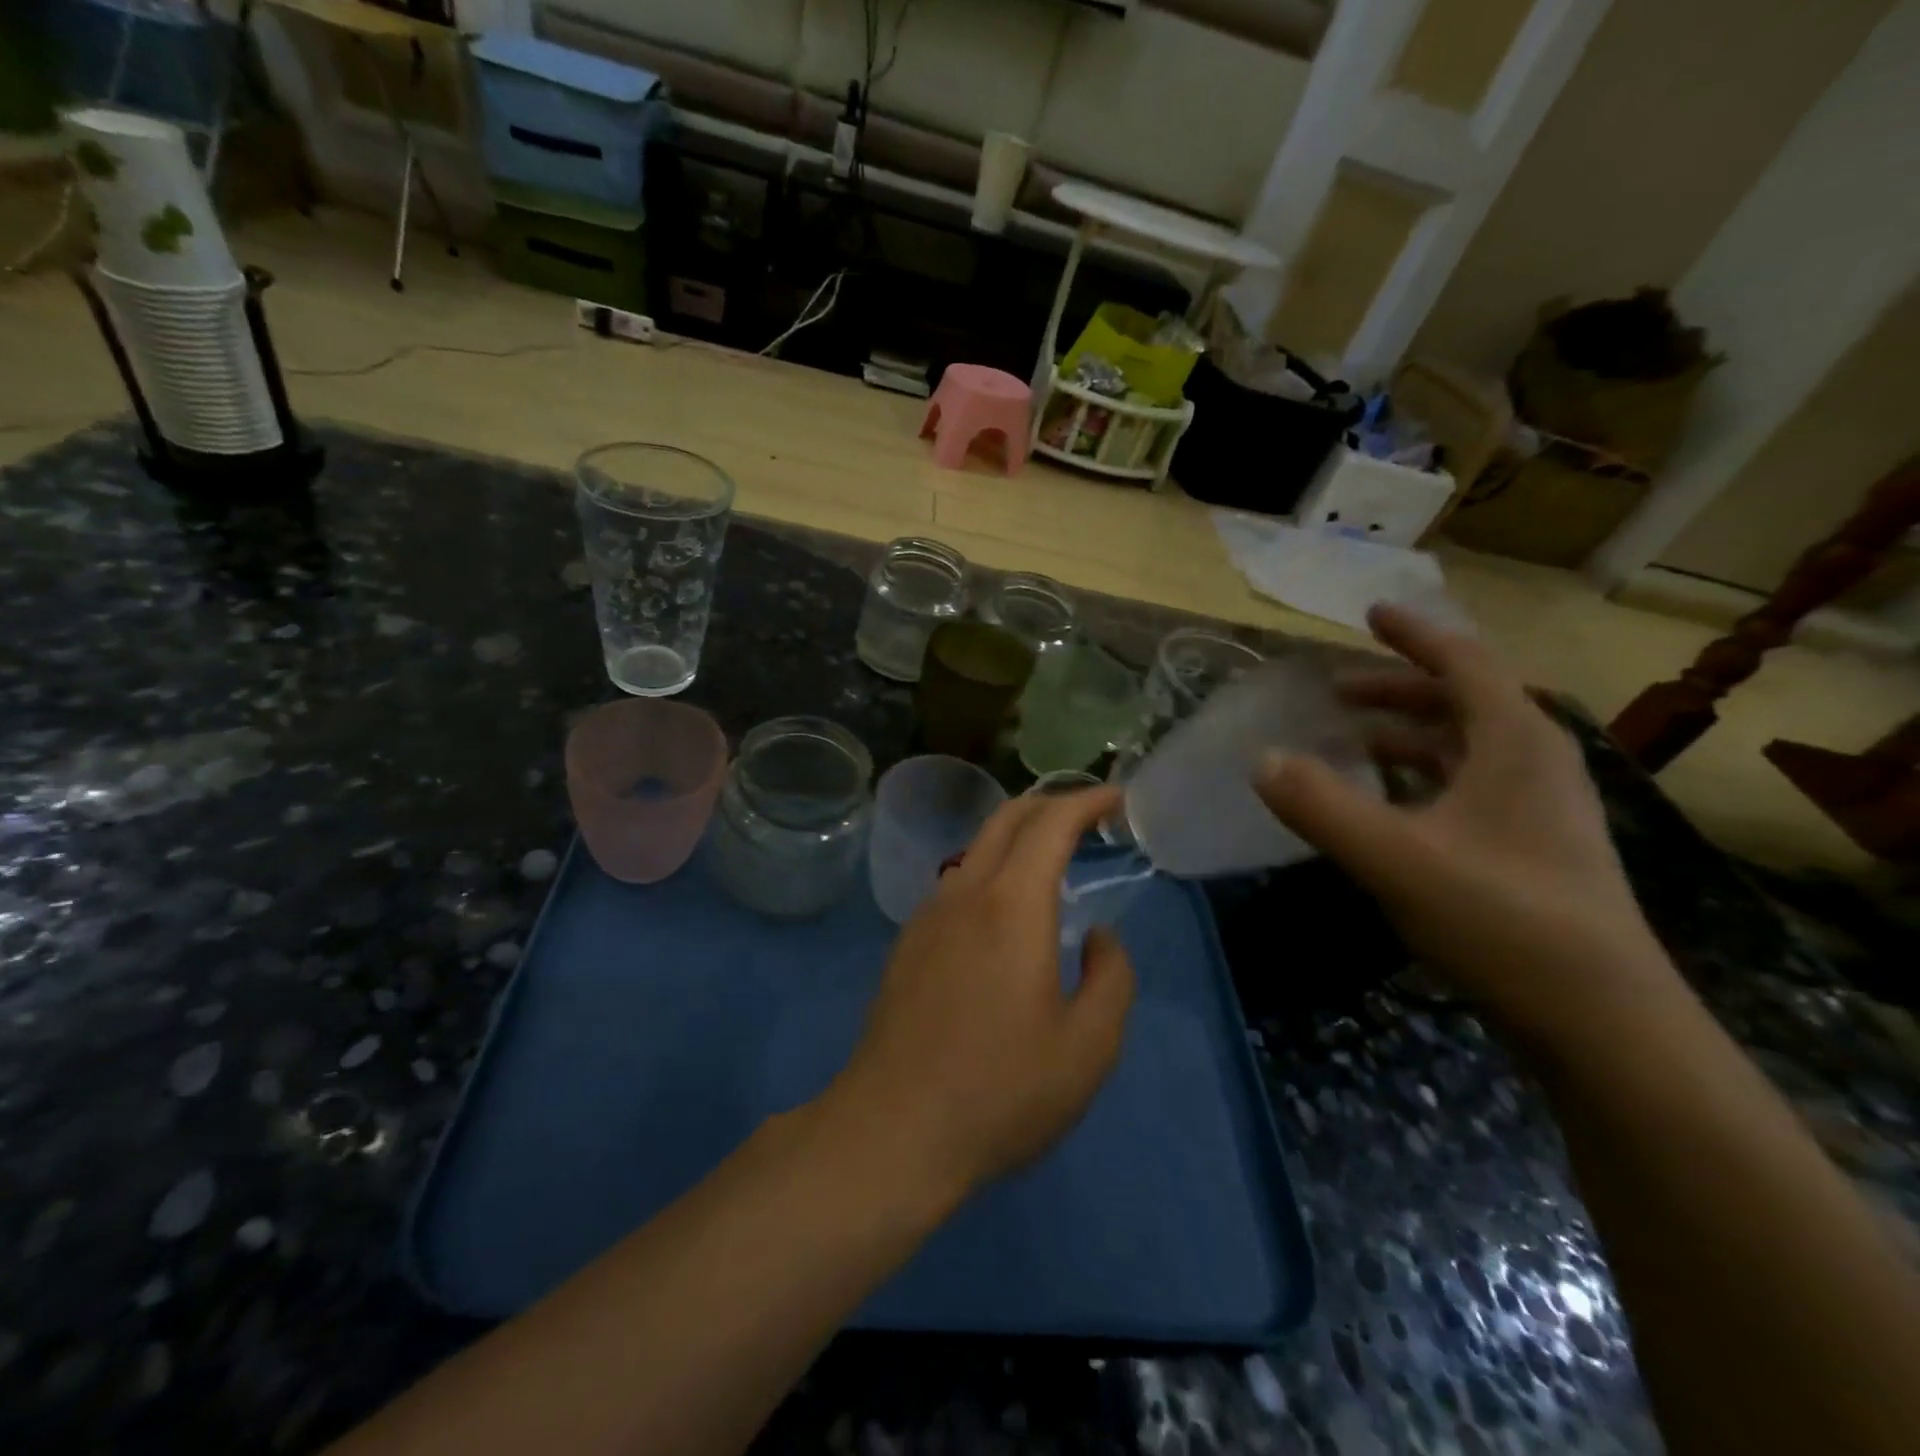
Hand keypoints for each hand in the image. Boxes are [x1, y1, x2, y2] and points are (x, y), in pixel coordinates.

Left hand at [826, 788, 1135, 1200]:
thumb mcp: (1088, 1047)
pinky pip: (957, 882)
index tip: (1116, 798)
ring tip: (1052, 860)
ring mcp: (929, 914)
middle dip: (1050, 803)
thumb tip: (1099, 937)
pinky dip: (991, 869)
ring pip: (977, 848)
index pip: (1050, 823)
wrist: (894, 1128)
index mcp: (1012, 905)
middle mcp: (965, 892)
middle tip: (1088, 816)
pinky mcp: (908, 942)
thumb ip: (1112, 978)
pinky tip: (1004, 911)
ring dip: (1017, 836)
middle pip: (1006, 818)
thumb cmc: (1001, 1090)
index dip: (1086, 801)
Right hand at [1256, 605, 1672, 1037]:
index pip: (1463, 662)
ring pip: (1465, 746)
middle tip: (1336, 692)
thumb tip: (1262, 760)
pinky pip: (1469, 785)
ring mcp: (1540, 807)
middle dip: (1397, 688)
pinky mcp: (1534, 847)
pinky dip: (1422, 777)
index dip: (1413, 633)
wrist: (1602, 1021)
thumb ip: (1320, 805)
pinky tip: (1388, 806)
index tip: (1371, 613)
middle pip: (1463, 701)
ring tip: (1352, 743)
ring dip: (1407, 734)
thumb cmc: (1501, 918)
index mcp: (1514, 742)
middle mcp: (1535, 762)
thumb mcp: (1394, 858)